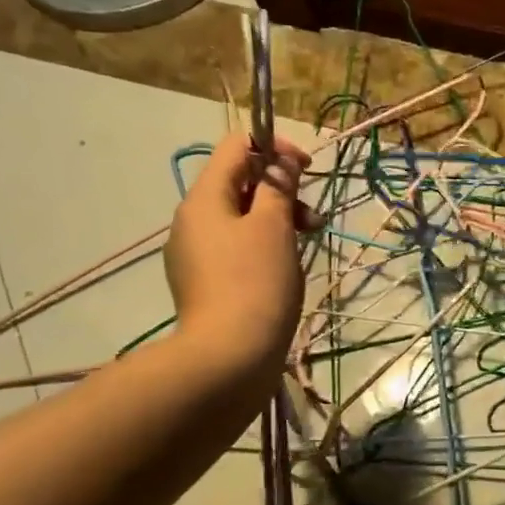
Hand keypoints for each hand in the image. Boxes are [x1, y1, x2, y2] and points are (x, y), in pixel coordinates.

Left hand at [165, 133, 315, 389]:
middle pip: (238, 182)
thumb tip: (282, 159)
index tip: (307, 168)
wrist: (228, 357)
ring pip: (240, 217)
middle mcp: (191, 220)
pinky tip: (283, 268)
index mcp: (203, 199)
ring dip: (276, 218)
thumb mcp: (274, 227)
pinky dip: (263, 244)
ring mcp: (194, 253)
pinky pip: (235, 246)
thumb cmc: (256, 283)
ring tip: (306, 243)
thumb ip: (278, 186)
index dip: (273, 147)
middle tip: (312, 218)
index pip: (235, 146)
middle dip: (280, 190)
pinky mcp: (204, 281)